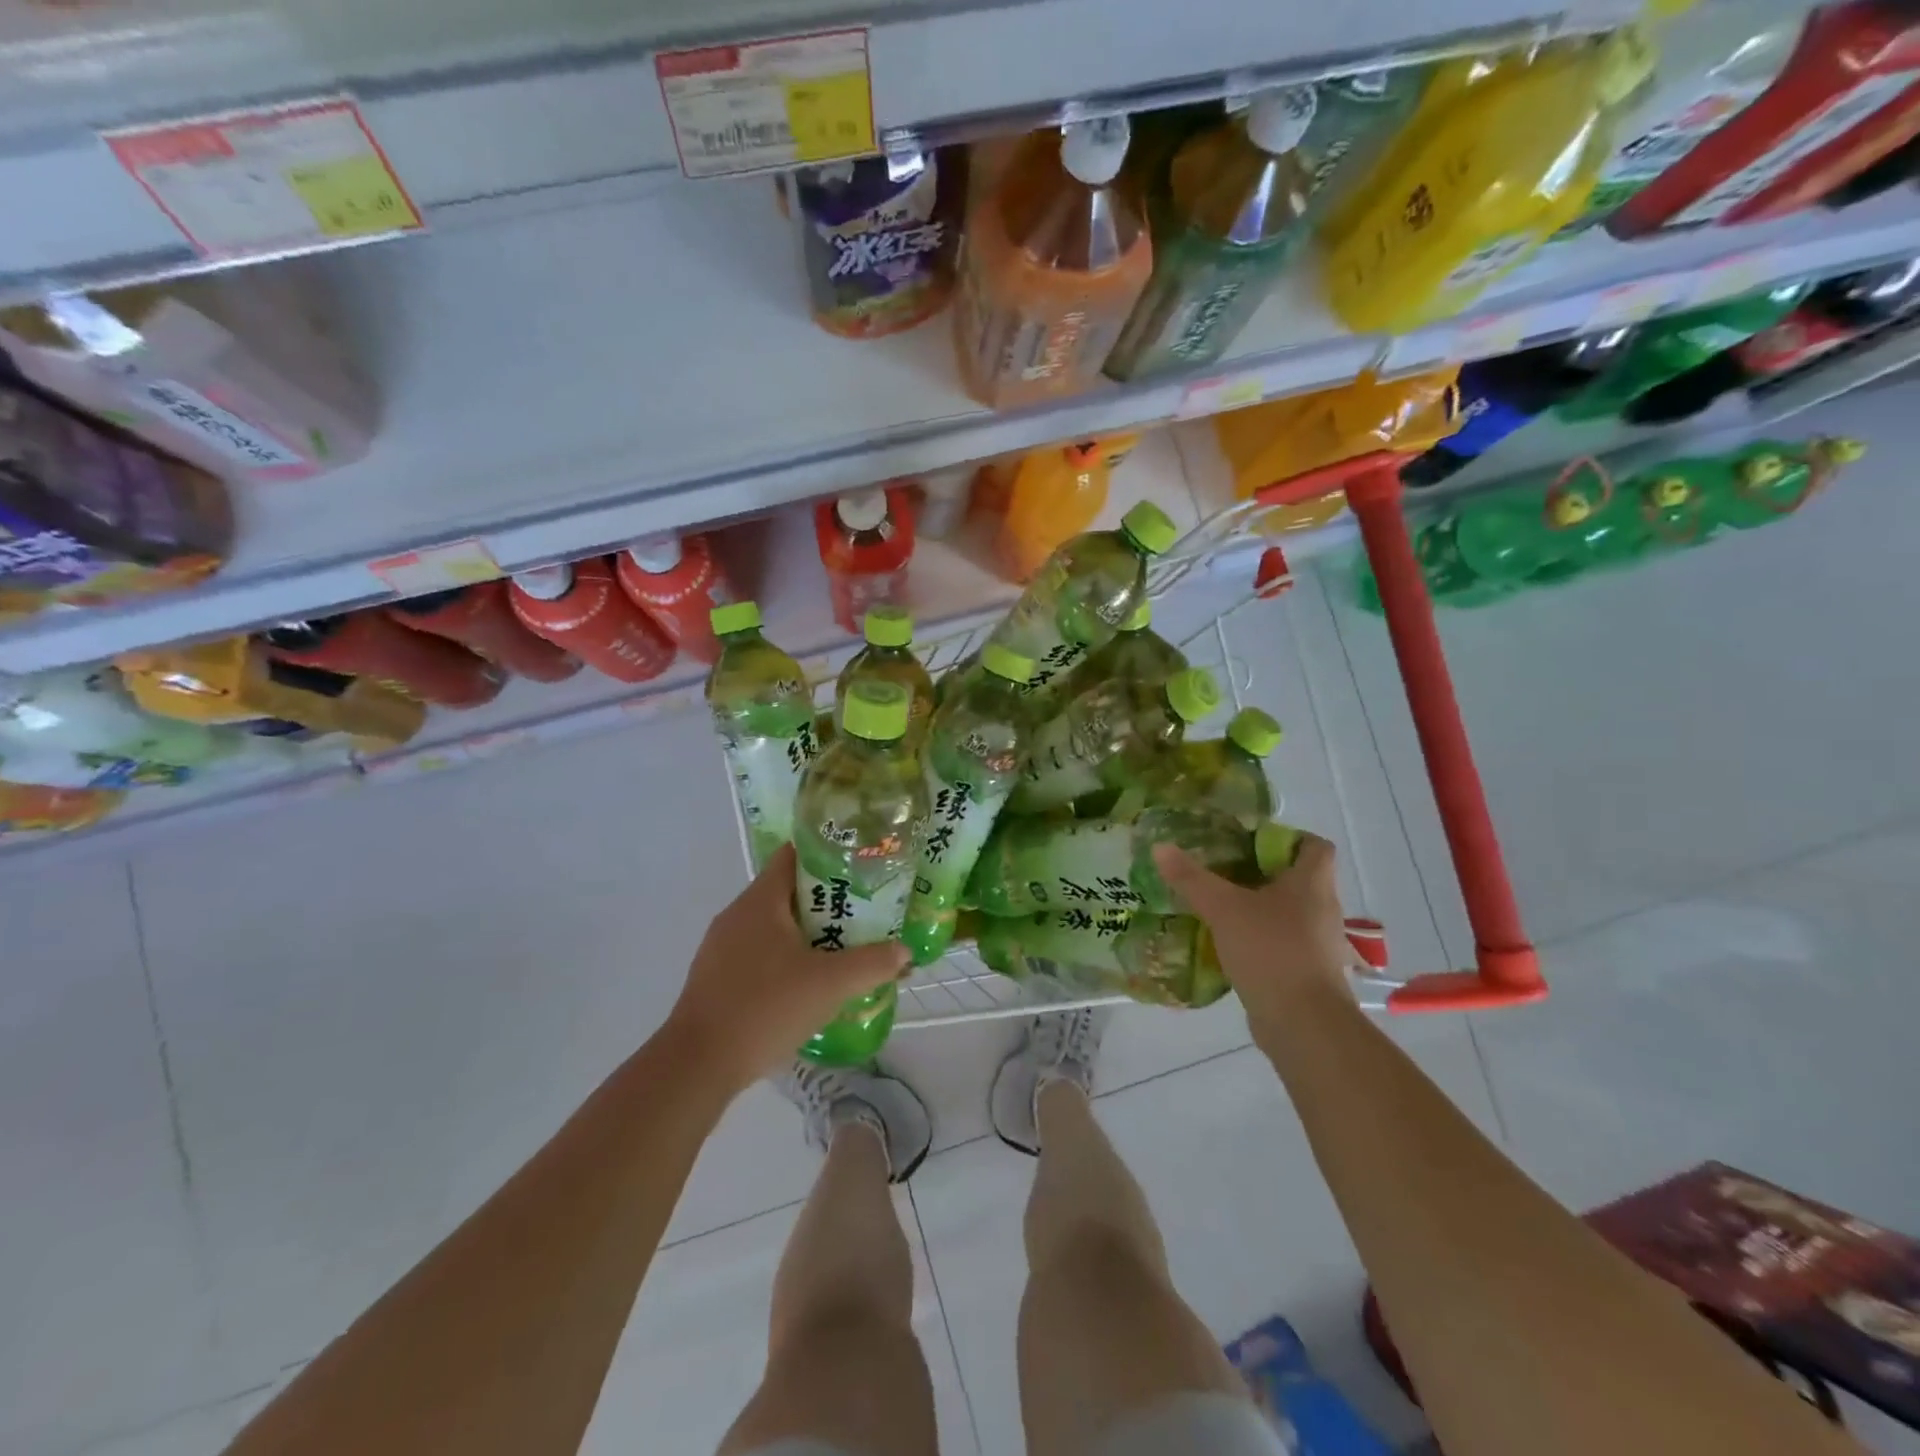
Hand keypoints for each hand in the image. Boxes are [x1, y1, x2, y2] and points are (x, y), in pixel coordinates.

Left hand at [663, 844, 908, 1092]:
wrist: (698, 1065)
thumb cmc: (765, 1008)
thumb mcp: (830, 984)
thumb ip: (872, 963)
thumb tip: (904, 951)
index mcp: (760, 900)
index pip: (794, 855)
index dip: (828, 854)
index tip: (860, 867)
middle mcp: (737, 914)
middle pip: (788, 892)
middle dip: (827, 901)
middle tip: (864, 913)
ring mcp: (722, 947)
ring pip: (774, 926)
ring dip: (808, 933)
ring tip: (843, 949)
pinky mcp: (717, 978)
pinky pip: (759, 954)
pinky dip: (786, 958)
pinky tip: (808, 984)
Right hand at [1153, 833, 1353, 1044]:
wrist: (1304, 1024)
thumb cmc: (1271, 951)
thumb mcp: (1223, 908)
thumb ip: (1191, 878)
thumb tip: (1160, 847)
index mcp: (1312, 883)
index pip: (1316, 846)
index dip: (1287, 837)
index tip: (1249, 843)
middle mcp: (1323, 909)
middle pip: (1297, 879)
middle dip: (1260, 873)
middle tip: (1221, 872)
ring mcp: (1319, 944)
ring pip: (1288, 913)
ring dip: (1258, 909)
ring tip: (1219, 908)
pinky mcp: (1308, 973)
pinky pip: (1283, 944)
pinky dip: (1259, 940)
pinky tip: (1228, 945)